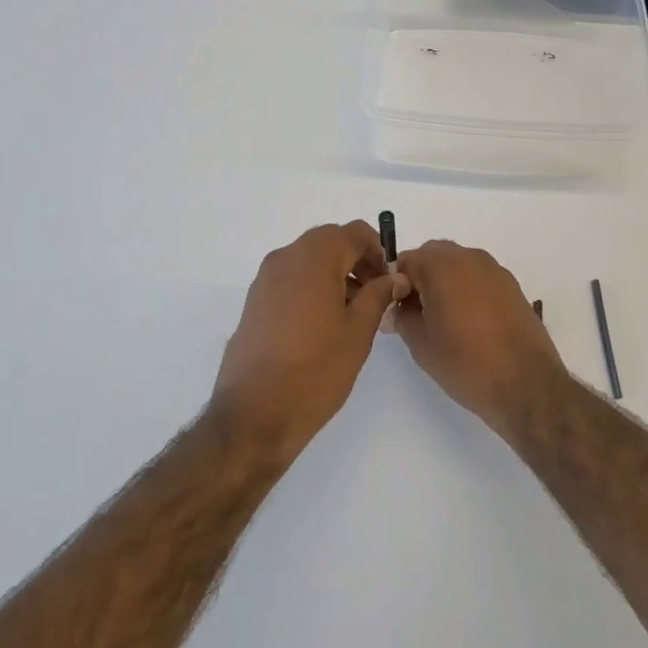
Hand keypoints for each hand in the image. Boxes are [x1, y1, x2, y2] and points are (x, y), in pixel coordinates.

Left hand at [211, 222, 404, 457]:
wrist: (254, 414)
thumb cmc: (315, 371)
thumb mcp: (358, 332)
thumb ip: (378, 296)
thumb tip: (394, 277)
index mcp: (313, 259)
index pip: (353, 233)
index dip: (378, 250)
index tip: (390, 280)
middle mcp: (284, 259)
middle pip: (328, 242)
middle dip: (356, 260)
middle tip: (376, 295)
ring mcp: (264, 280)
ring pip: (308, 260)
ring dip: (334, 274)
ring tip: (353, 313)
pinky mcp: (254, 302)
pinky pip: (290, 279)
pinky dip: (312, 287)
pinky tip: (323, 324)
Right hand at [391, 240, 567, 432]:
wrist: (526, 384)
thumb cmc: (465, 362)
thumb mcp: (420, 342)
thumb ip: (402, 316)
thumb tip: (399, 306)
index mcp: (442, 265)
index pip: (406, 260)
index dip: (394, 283)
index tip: (395, 309)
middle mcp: (470, 258)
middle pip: (434, 255)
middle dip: (420, 277)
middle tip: (416, 312)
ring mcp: (495, 270)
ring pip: (459, 264)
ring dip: (445, 281)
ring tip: (443, 319)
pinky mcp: (513, 287)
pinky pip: (479, 278)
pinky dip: (467, 289)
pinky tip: (469, 322)